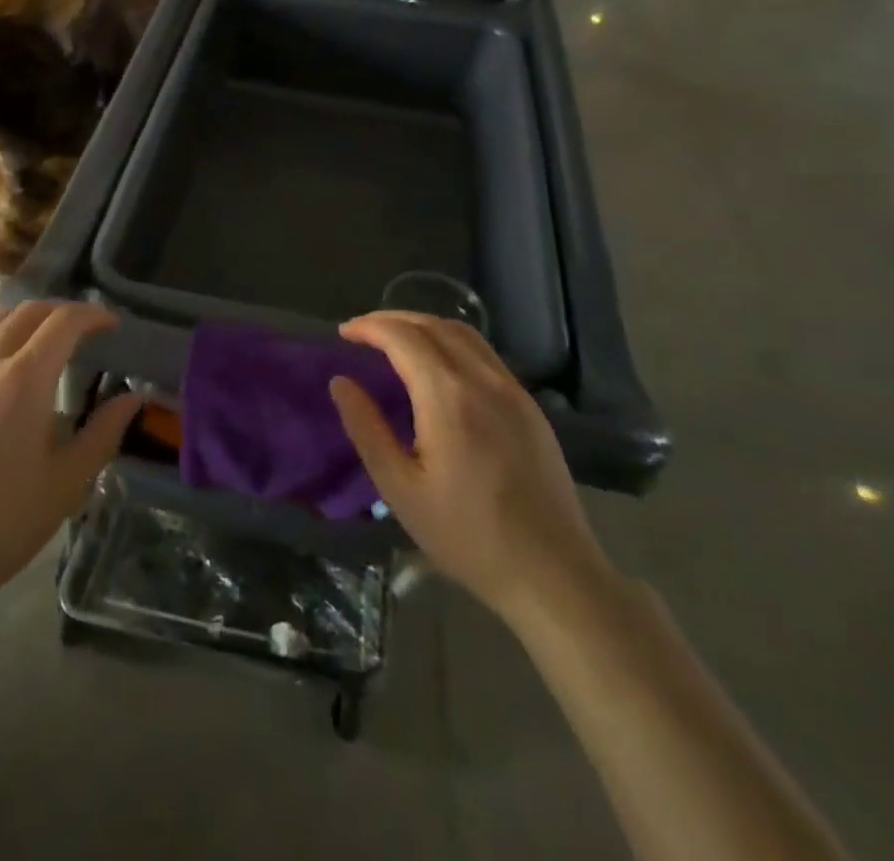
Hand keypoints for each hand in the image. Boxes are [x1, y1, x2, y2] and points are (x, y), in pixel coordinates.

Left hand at [0, 302, 137, 622]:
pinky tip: (13, 373)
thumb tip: (133, 398)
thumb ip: (103, 433)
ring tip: (54, 347)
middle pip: (30, 310)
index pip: (64, 320)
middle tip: (89, 332)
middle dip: (64, 311)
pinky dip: (5, 338)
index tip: (114, 326)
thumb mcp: (65, 484)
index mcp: (23, 379)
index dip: (94, 315)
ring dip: (32, 321)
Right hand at [330, 312, 616, 625]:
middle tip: (362, 331)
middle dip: (392, 319)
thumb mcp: (400, 489)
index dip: (370, 327)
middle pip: (433, 325)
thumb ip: (366, 429)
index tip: (343, 332)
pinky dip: (451, 342)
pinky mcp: (530, 406)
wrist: (553, 574)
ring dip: (423, 325)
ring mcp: (512, 390)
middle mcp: (483, 380)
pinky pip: (484, 354)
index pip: (403, 337)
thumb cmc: (467, 536)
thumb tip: (340, 382)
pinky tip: (438, 365)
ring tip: (395, 339)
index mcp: (448, 397)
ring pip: (463, 333)